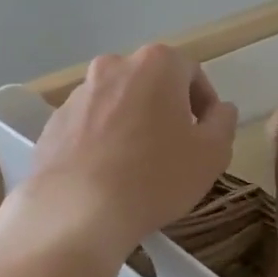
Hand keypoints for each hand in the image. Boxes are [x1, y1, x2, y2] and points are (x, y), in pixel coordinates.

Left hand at [24, 44, 237, 258]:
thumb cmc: (156, 176)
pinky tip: (107, 175)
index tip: (206, 134)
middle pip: (151, 83)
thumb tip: (220, 110)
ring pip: (118, 102)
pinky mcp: (53, 122)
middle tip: (175, 148)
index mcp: (156, 64)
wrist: (77, 212)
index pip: (192, 73)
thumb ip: (223, 122)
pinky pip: (89, 125)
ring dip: (132, 123)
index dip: (205, 103)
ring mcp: (78, 93)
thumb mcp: (212, 154)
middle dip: (166, 109)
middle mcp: (114, 66)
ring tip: (138, 165)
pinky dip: (102, 140)